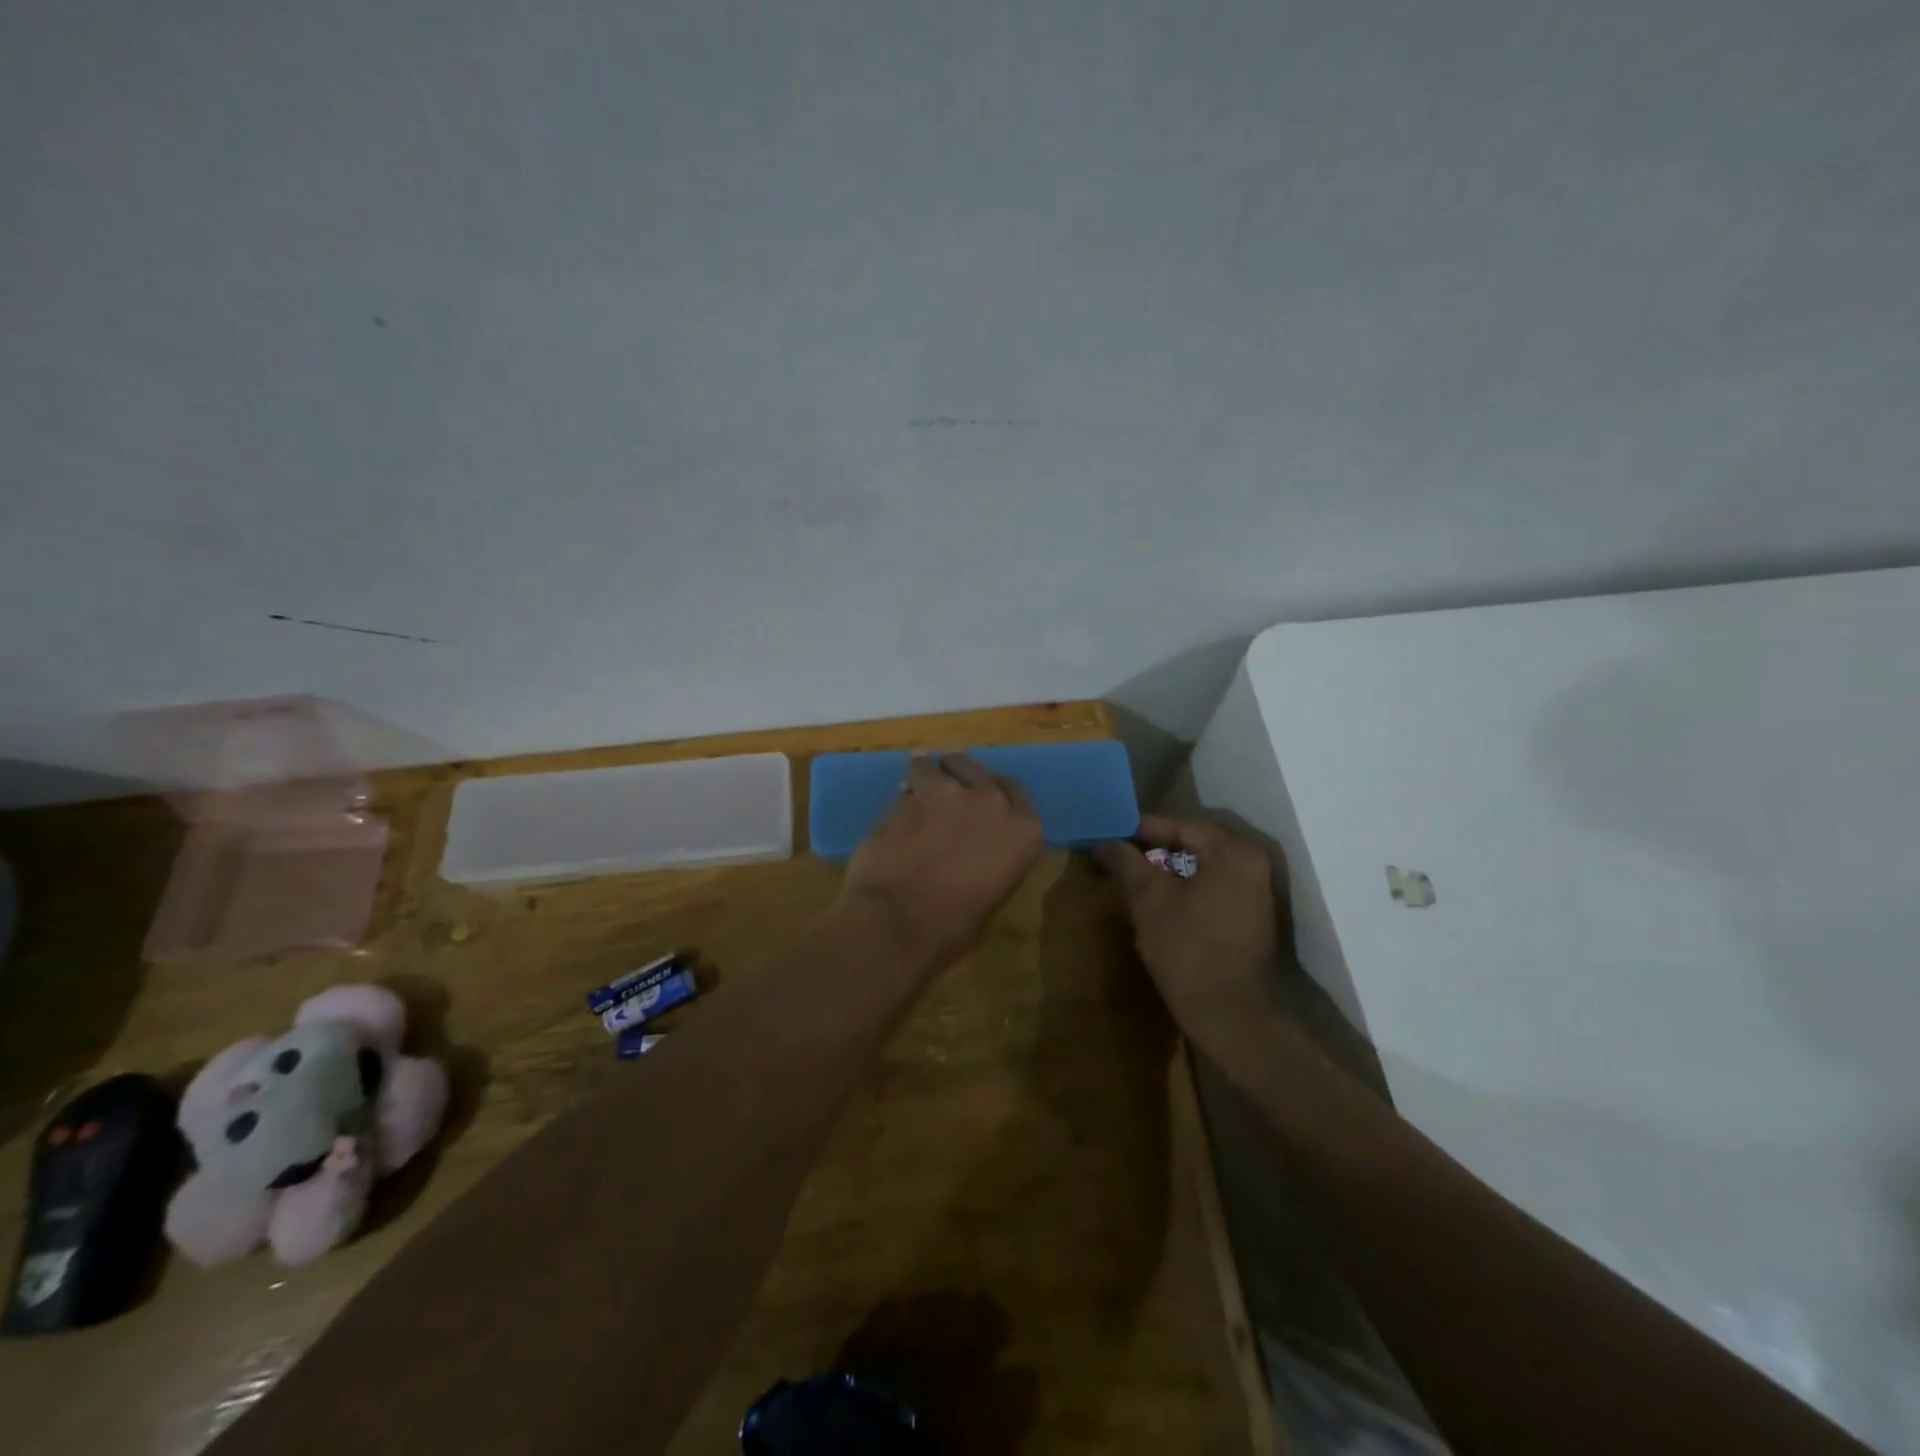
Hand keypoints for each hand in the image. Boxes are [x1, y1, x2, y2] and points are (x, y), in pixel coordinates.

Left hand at [838, 753, 1044, 971]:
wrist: (902, 920)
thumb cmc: (953, 927)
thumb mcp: (991, 892)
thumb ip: (988, 858)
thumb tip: (968, 852)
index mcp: (1024, 831)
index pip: (1015, 793)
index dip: (996, 790)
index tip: (984, 791)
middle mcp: (992, 803)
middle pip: (978, 770)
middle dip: (962, 771)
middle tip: (950, 776)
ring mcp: (950, 793)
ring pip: (937, 767)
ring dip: (929, 771)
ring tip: (918, 776)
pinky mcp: (910, 795)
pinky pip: (909, 783)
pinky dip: (905, 790)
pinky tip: (898, 797)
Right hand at [1096, 815, 1281, 1031]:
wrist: (1229, 1014)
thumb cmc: (1187, 948)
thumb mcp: (1149, 900)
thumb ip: (1127, 863)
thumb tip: (1105, 842)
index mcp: (1232, 852)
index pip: (1181, 825)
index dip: (1142, 828)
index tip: (1111, 835)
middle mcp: (1253, 864)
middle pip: (1195, 843)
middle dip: (1155, 848)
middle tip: (1120, 854)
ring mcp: (1257, 892)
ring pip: (1205, 867)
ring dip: (1170, 869)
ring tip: (1135, 876)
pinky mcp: (1253, 917)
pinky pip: (1215, 887)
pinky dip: (1188, 887)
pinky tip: (1161, 899)